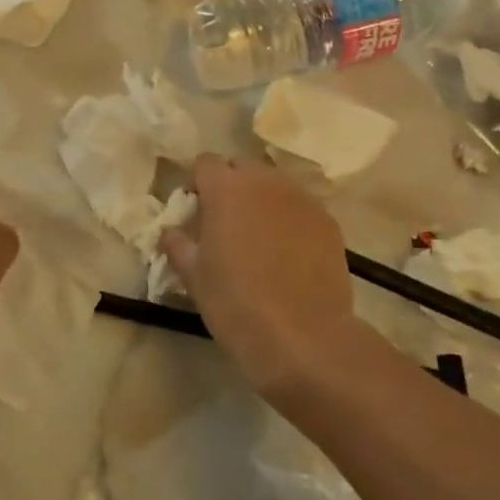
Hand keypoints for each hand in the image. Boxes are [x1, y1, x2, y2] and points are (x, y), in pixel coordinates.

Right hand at [162, 154, 361, 402]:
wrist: (303, 336)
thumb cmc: (235, 302)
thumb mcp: (193, 275)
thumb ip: (177, 243)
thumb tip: (171, 231)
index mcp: (226, 188)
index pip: (205, 163)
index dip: (197, 183)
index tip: (195, 211)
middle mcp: (265, 181)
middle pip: (242, 167)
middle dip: (231, 186)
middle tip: (225, 222)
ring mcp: (301, 199)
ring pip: (274, 185)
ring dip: (261, 200)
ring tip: (258, 237)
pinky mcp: (327, 221)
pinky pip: (300, 208)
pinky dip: (289, 219)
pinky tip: (287, 253)